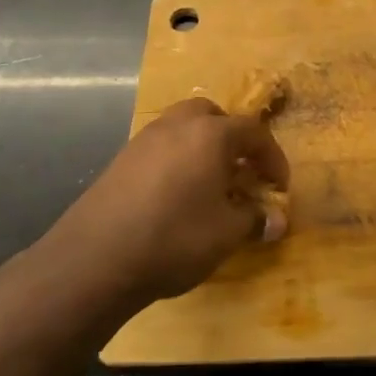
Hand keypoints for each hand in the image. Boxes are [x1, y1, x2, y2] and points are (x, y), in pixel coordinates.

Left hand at [50, 97, 290, 310]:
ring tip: (209, 184)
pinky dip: (177, 160)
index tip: (279, 186)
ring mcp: (145, 139)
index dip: (273, 158)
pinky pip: (161, 148)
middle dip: (232, 140)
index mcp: (211, 133)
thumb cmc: (174, 237)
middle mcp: (178, 124)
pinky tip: (176, 196)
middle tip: (241, 171)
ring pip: (183, 128)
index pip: (254, 133)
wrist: (96, 258)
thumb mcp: (226, 233)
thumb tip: (277, 220)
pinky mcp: (121, 159)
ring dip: (202, 148)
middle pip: (214, 117)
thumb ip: (255, 219)